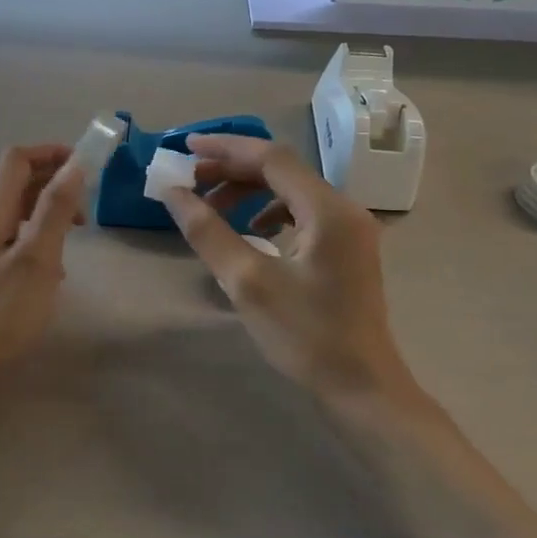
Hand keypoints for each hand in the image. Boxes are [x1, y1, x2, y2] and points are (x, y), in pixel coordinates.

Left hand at [0, 145, 83, 383]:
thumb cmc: (1, 311)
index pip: (17, 159)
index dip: (51, 153)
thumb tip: (76, 164)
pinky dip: (39, 238)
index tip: (87, 167)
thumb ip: (56, 208)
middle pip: (17, 182)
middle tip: (87, 206)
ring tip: (76, 235)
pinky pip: (15, 238)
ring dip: (49, 212)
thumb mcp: (37, 257)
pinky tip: (55, 269)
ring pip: (18, 212)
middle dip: (55, 183)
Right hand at [161, 135, 409, 401]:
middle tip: (191, 182)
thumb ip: (208, 231)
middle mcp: (344, 208)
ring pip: (291, 190)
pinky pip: (303, 212)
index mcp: (327, 209)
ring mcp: (350, 228)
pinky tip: (251, 231)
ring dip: (249, 190)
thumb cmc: (305, 336)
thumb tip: (173, 192)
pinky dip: (269, 211)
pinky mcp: (348, 247)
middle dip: (233, 170)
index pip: (271, 158)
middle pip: (282, 170)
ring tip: (212, 208)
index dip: (225, 148)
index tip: (186, 148)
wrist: (363, 388)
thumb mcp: (247, 282)